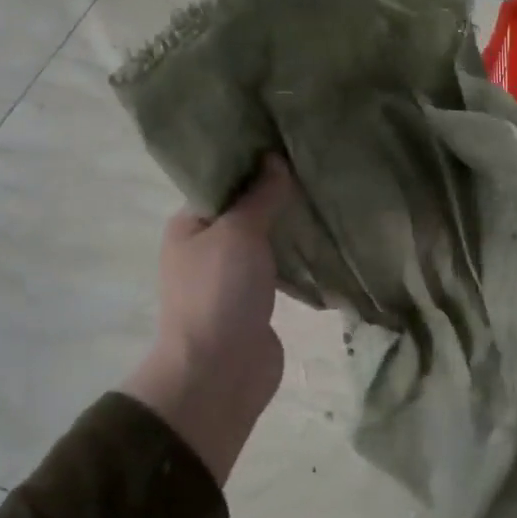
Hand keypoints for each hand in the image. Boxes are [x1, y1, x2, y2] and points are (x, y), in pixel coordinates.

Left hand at [125, 156, 294, 481]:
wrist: (218, 373)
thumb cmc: (220, 293)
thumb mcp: (239, 233)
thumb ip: (259, 196)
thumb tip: (274, 159)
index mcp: (189, 226)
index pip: (221, 182)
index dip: (251, 162)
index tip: (287, 144)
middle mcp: (207, 248)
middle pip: (246, 209)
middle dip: (277, 193)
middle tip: (316, 167)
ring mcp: (231, 277)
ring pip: (265, 240)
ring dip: (290, 226)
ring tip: (327, 197)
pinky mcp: (256, 300)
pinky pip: (280, 268)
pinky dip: (298, 256)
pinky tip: (326, 239)